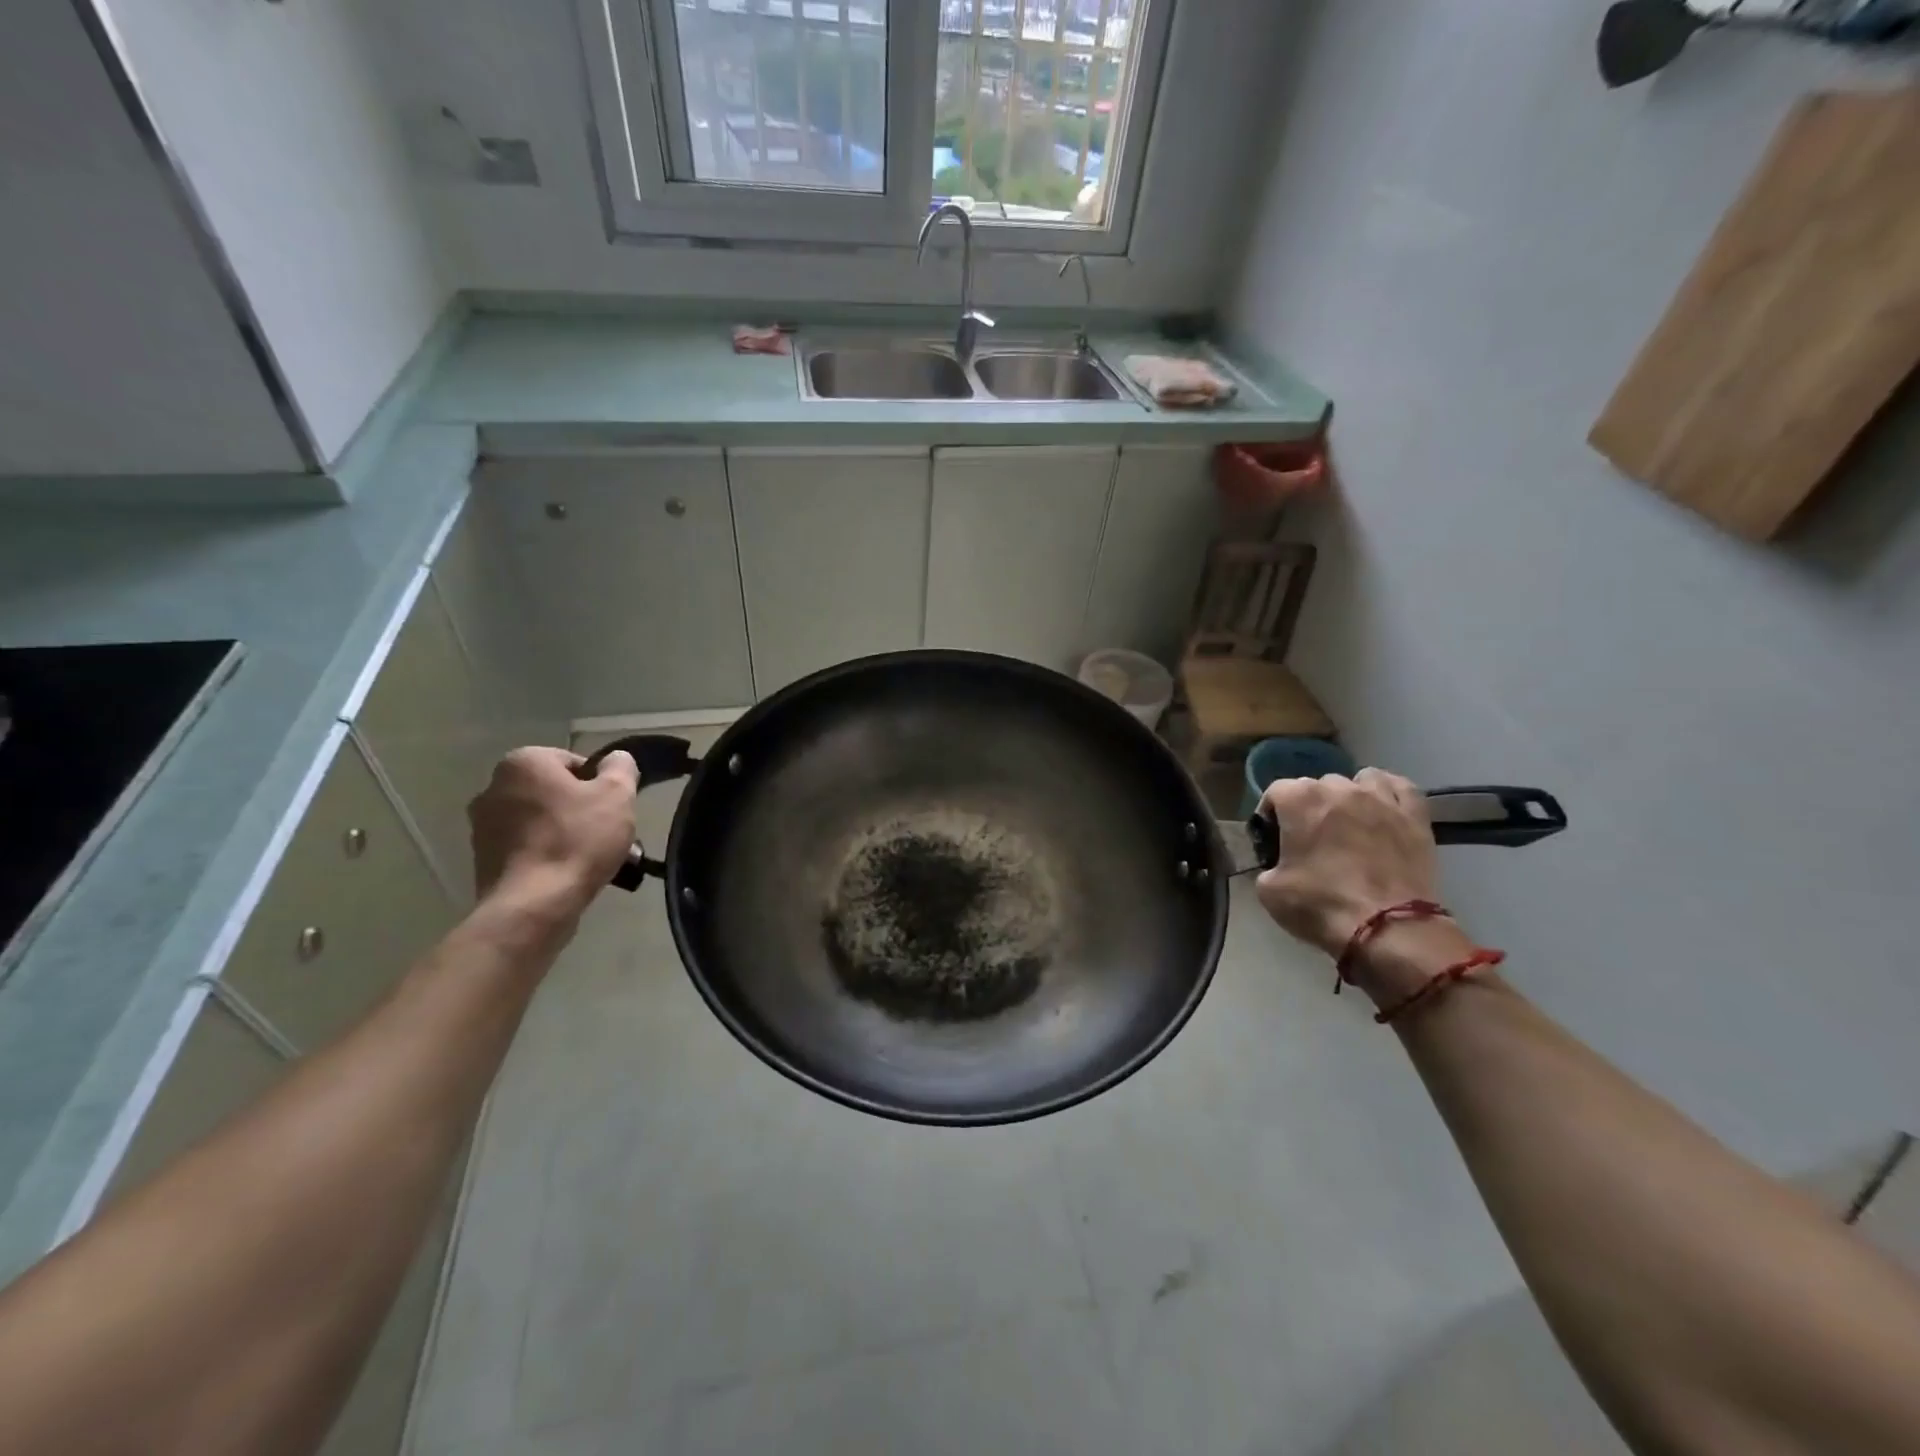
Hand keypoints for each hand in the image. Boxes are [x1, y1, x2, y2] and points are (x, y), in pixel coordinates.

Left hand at [468, 747, 638, 921]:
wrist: (534, 905)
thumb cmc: (578, 839)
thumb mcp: (617, 795)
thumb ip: (621, 767)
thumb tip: (615, 759)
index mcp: (523, 763)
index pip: (574, 762)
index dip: (601, 784)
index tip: (614, 809)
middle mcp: (493, 787)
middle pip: (556, 792)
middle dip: (584, 810)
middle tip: (610, 835)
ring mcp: (483, 825)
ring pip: (543, 821)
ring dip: (569, 833)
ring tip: (597, 860)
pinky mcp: (483, 859)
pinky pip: (528, 847)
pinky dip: (549, 854)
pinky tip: (571, 873)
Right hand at [1255, 768, 1471, 1001]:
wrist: (1388, 929)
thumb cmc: (1321, 905)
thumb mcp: (1269, 891)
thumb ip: (1267, 865)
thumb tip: (1277, 864)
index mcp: (1300, 800)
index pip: (1275, 792)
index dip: (1270, 815)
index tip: (1273, 841)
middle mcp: (1339, 788)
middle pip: (1316, 786)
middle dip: (1309, 807)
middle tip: (1310, 840)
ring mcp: (1380, 799)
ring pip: (1358, 780)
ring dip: (1348, 797)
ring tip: (1348, 822)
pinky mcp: (1414, 816)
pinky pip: (1400, 787)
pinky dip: (1388, 793)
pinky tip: (1382, 808)